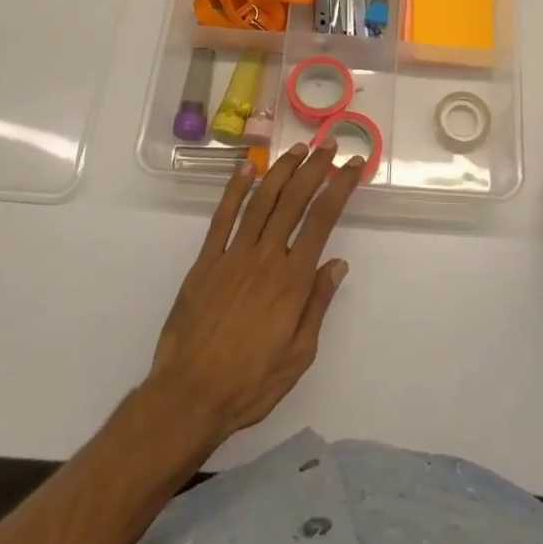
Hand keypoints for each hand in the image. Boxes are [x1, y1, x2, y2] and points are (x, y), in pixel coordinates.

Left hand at [148, 145, 360, 445]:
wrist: (189, 397)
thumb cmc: (250, 383)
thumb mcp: (298, 355)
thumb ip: (317, 305)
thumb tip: (338, 264)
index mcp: (292, 280)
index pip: (322, 219)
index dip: (340, 187)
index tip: (354, 165)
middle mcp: (265, 257)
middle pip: (294, 200)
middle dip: (315, 168)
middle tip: (330, 146)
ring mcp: (233, 255)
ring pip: (261, 200)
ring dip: (282, 170)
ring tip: (299, 149)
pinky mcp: (205, 262)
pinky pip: (222, 218)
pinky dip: (234, 190)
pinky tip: (246, 169)